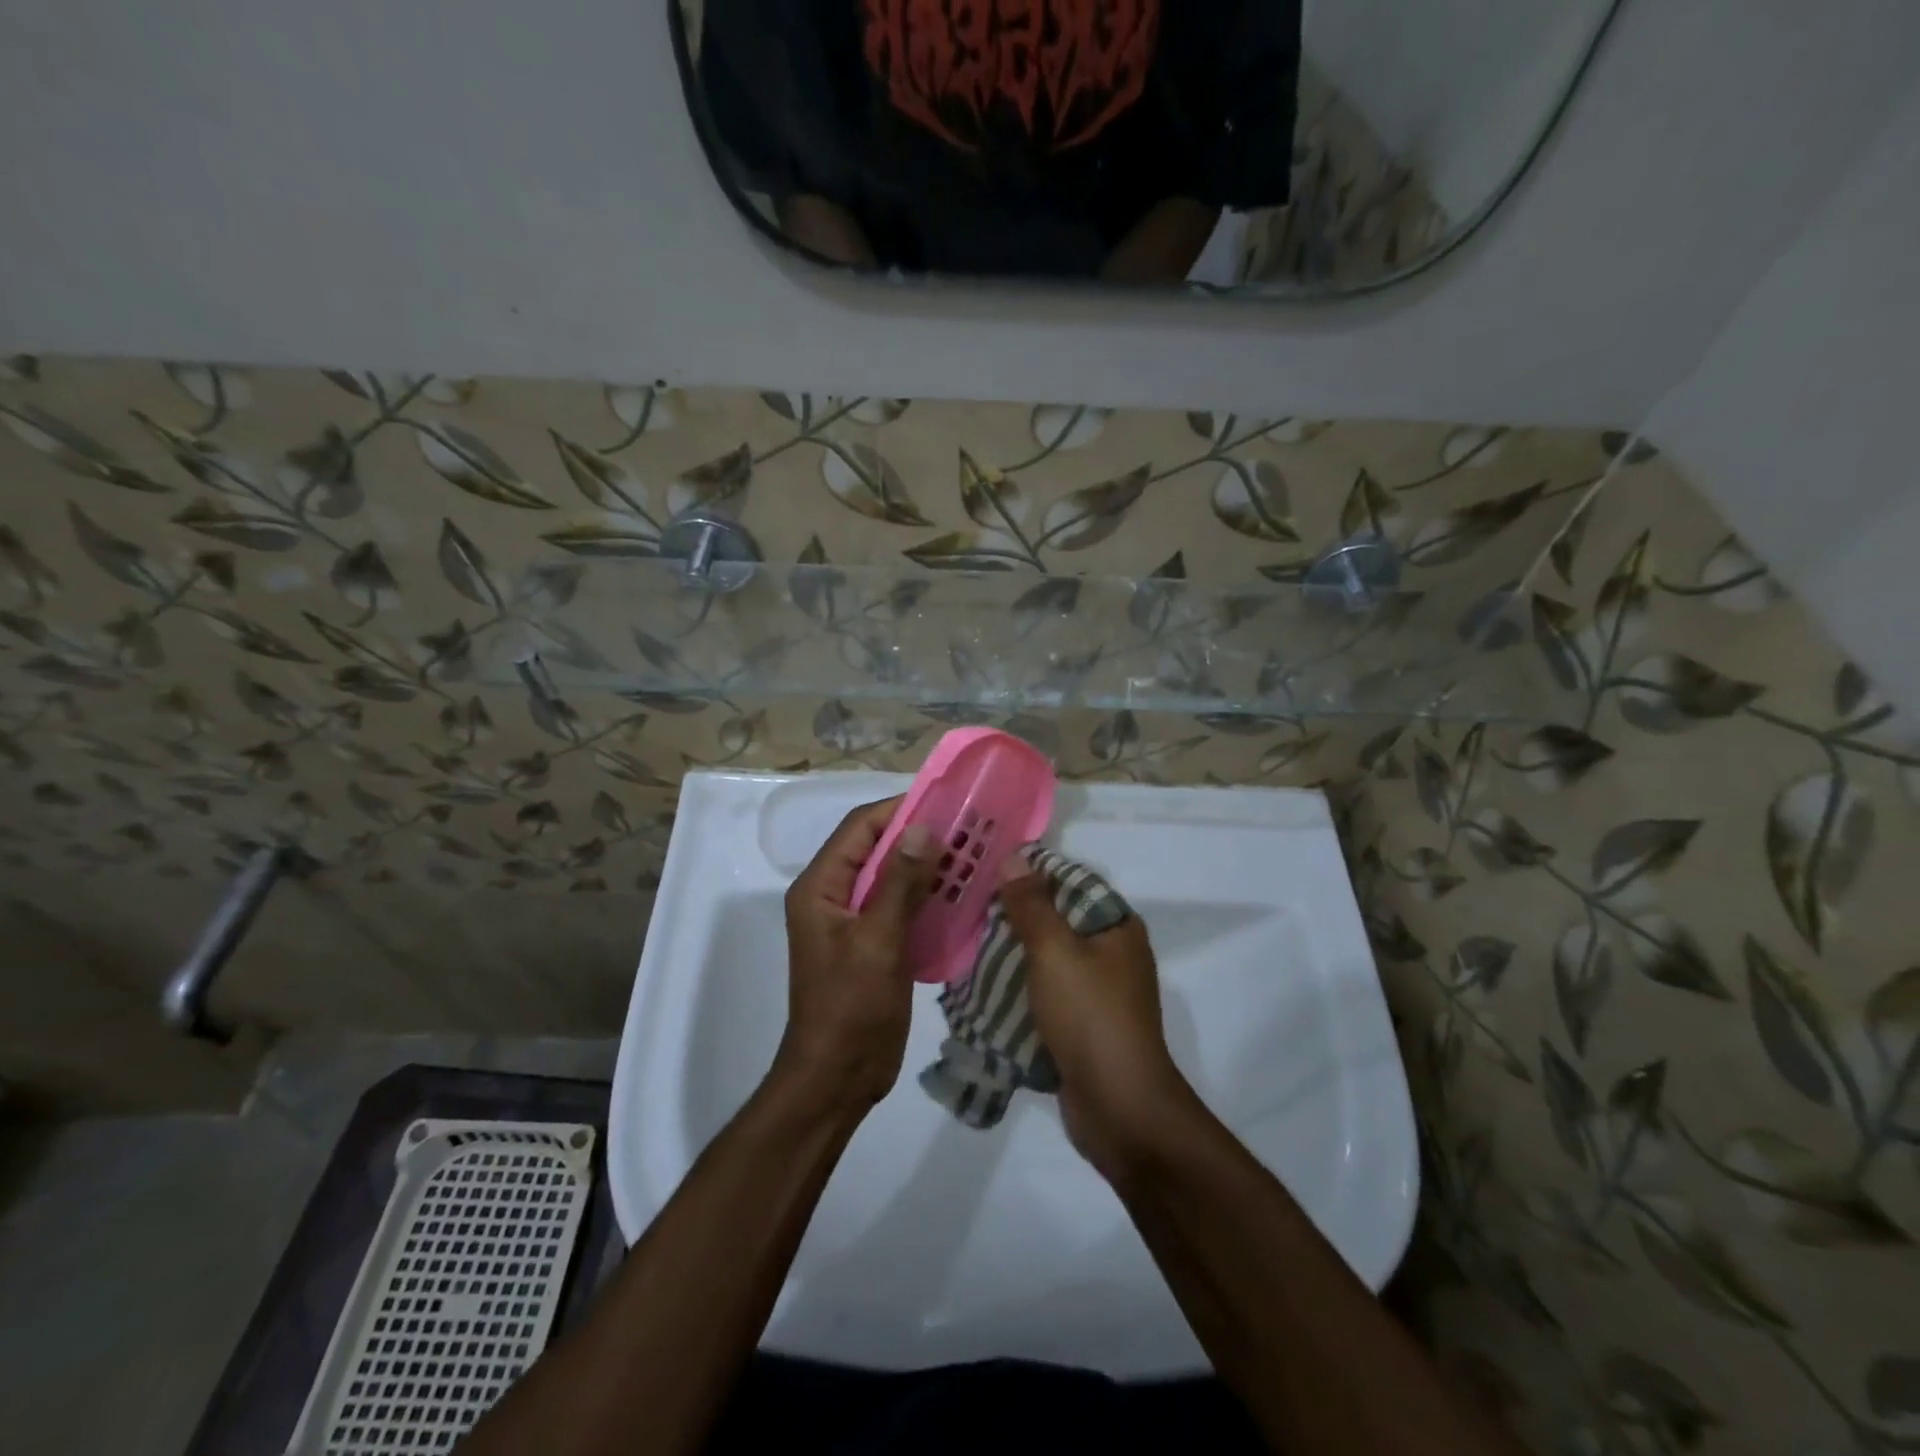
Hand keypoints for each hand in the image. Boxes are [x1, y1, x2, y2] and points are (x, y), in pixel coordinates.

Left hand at [778, 798, 936, 1113]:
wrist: (838, 1077)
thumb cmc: (850, 1007)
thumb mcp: (877, 941)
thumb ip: (900, 883)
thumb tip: (922, 827)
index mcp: (820, 887)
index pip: (858, 828)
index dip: (898, 810)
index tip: (944, 802)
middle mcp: (832, 896)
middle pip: (875, 849)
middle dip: (917, 837)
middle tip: (966, 828)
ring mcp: (853, 922)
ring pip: (891, 878)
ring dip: (925, 866)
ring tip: (970, 855)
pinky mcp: (873, 944)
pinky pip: (899, 907)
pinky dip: (926, 896)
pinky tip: (960, 894)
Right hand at [995, 851, 1197, 1179]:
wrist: (1119, 1108)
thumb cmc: (1090, 1017)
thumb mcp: (1055, 951)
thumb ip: (1031, 905)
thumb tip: (1014, 857)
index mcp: (1116, 927)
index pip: (1070, 883)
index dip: (1029, 874)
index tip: (985, 872)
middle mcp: (1112, 954)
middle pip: (1056, 921)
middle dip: (1013, 917)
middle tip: (966, 909)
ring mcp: (1099, 993)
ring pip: (1047, 960)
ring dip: (1011, 956)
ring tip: (965, 945)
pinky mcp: (1082, 1026)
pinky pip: (1045, 995)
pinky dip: (1019, 990)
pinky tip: (981, 988)